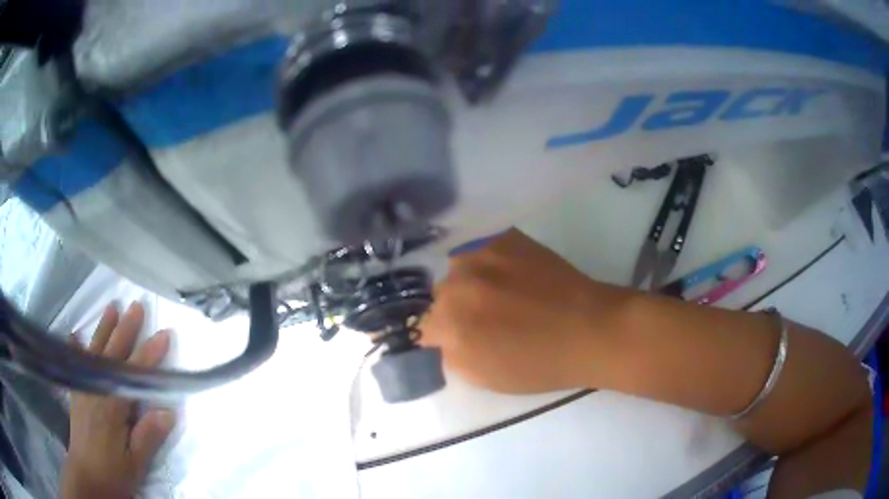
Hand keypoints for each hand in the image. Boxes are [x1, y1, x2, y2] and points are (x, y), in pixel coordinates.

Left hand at [61, 302, 175, 498]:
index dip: (150, 354)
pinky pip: (75, 364)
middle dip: (126, 329)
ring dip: (104, 329)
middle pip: (112, 354)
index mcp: (112, 407)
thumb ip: (149, 436)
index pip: (134, 374)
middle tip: (137, 306)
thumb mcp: (136, 463)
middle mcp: (96, 390)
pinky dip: (75, 348)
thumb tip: (169, 411)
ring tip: (112, 307)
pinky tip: (75, 336)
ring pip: (95, 352)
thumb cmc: (113, 473)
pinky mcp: (76, 394)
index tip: (164, 334)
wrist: (86, 478)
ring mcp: (83, 389)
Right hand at [421, 230, 629, 393]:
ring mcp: (479, 255)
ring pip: (456, 269)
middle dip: (451, 308)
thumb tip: (437, 337)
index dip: (436, 335)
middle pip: (437, 295)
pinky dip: (484, 262)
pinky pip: (477, 248)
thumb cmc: (539, 364)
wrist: (589, 328)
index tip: (453, 337)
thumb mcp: (484, 377)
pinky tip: (507, 273)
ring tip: (497, 292)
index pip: (421, 326)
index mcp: (450, 326)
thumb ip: (450, 355)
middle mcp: (457, 285)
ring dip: (467, 282)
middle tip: (480, 316)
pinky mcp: (501, 237)